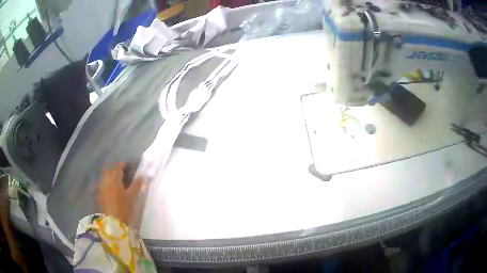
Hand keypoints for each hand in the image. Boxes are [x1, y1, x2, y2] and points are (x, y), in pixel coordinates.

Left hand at [96, 163, 145, 224]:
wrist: (112, 222)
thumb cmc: (123, 208)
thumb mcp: (132, 197)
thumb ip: (136, 185)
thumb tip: (143, 176)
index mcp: (114, 178)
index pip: (119, 166)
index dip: (125, 164)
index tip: (131, 166)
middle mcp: (106, 180)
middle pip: (110, 170)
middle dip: (116, 169)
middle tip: (124, 173)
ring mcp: (101, 187)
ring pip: (105, 176)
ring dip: (111, 176)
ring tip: (118, 181)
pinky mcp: (99, 194)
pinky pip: (102, 184)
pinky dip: (107, 183)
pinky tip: (111, 189)